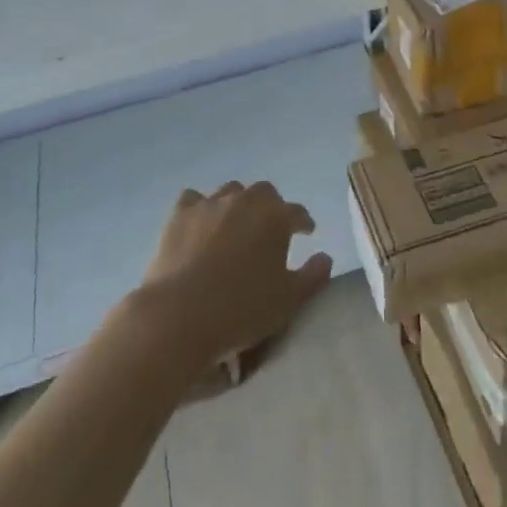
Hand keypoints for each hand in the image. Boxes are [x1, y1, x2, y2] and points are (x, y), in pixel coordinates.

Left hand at [131, 181, 331, 372]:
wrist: (181, 314)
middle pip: (264, 193)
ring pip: (231, 191)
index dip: (303, 223)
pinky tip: (200, 222)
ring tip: (236, 225)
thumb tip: (325, 257)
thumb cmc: (242, 309)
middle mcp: (245, 200)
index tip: (306, 233)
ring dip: (238, 204)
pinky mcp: (180, 214)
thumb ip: (312, 276)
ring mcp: (211, 203)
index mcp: (276, 217)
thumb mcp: (288, 300)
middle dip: (271, 207)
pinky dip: (200, 208)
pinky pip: (194, 199)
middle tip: (269, 229)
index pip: (297, 213)